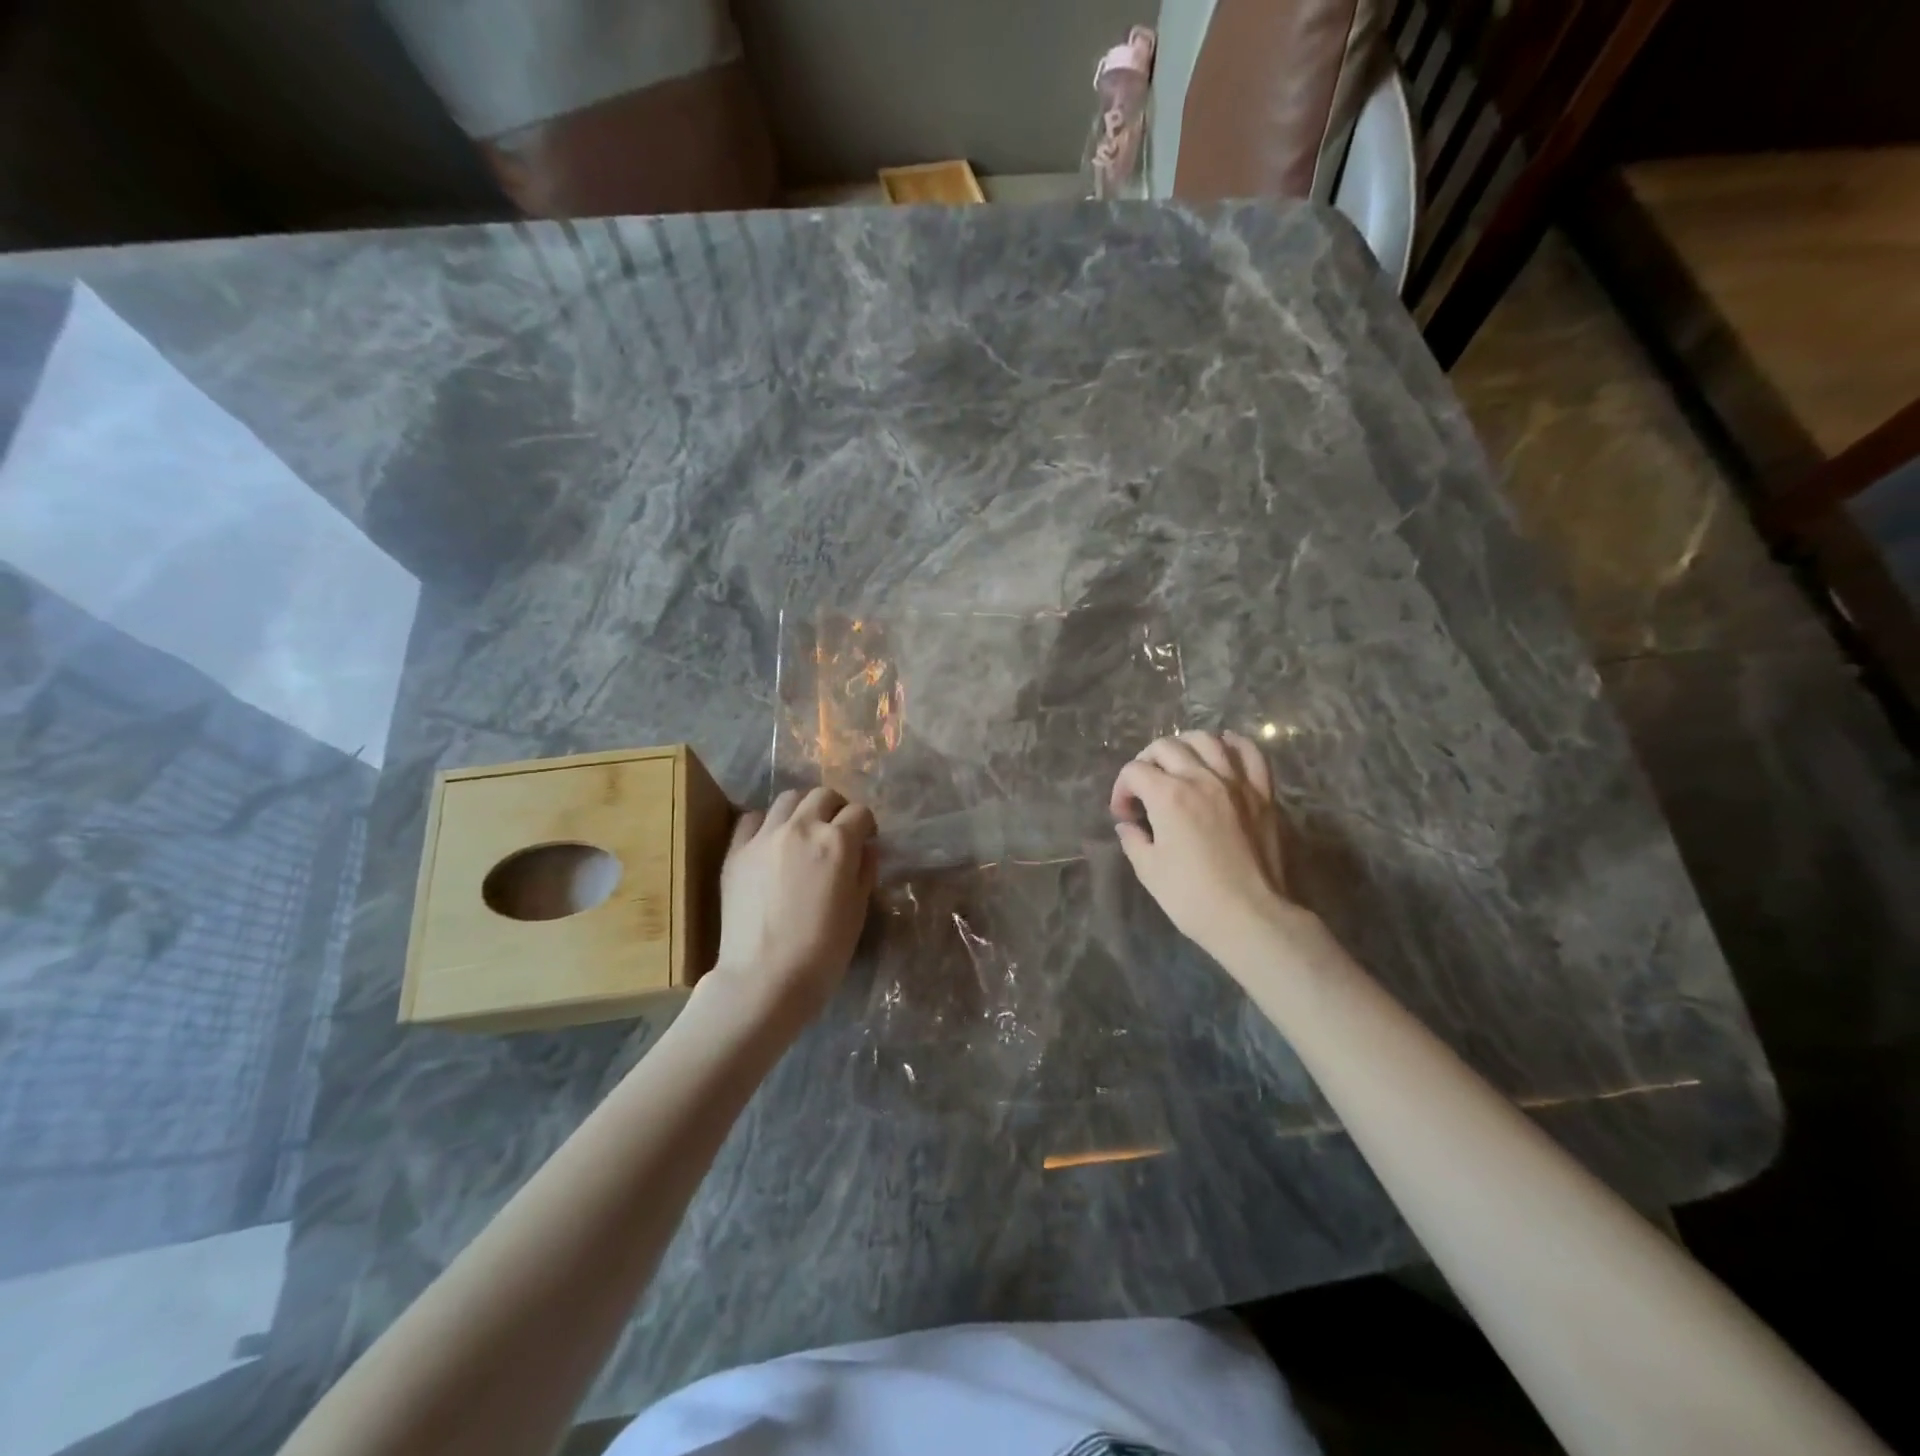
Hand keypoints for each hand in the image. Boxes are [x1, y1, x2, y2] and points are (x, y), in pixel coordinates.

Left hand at [708, 786, 876, 1023]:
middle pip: (823, 796)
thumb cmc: (823, 951)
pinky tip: (771, 842)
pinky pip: (752, 818)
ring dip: (803, 809)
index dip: (867, 825)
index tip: (866, 840)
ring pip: (788, 799)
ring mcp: (764, 836)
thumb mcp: (858, 910)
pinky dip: (767, 822)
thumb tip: (865, 848)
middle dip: (836, 808)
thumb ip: (864, 870)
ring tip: (804, 831)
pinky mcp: (736, 851)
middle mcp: (801, 827)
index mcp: (837, 842)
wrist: (764, 978)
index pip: (860, 813)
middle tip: (837, 831)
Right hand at [1109, 730, 1303, 964]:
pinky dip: (1232, 745)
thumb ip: (1134, 839)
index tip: (1125, 816)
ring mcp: (1236, 783)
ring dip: (1184, 746)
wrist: (1251, 917)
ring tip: (1178, 764)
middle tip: (1144, 788)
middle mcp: (1202, 778)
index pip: (1134, 772)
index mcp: (1168, 796)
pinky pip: (1250, 753)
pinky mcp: (1263, 794)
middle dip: (1146, 762)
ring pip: (1207, 740)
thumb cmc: (1192, 897)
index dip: (1121, 790)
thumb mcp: (1149, 870)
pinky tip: (1222, 751)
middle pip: (1166, 747)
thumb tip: (1128, 825)